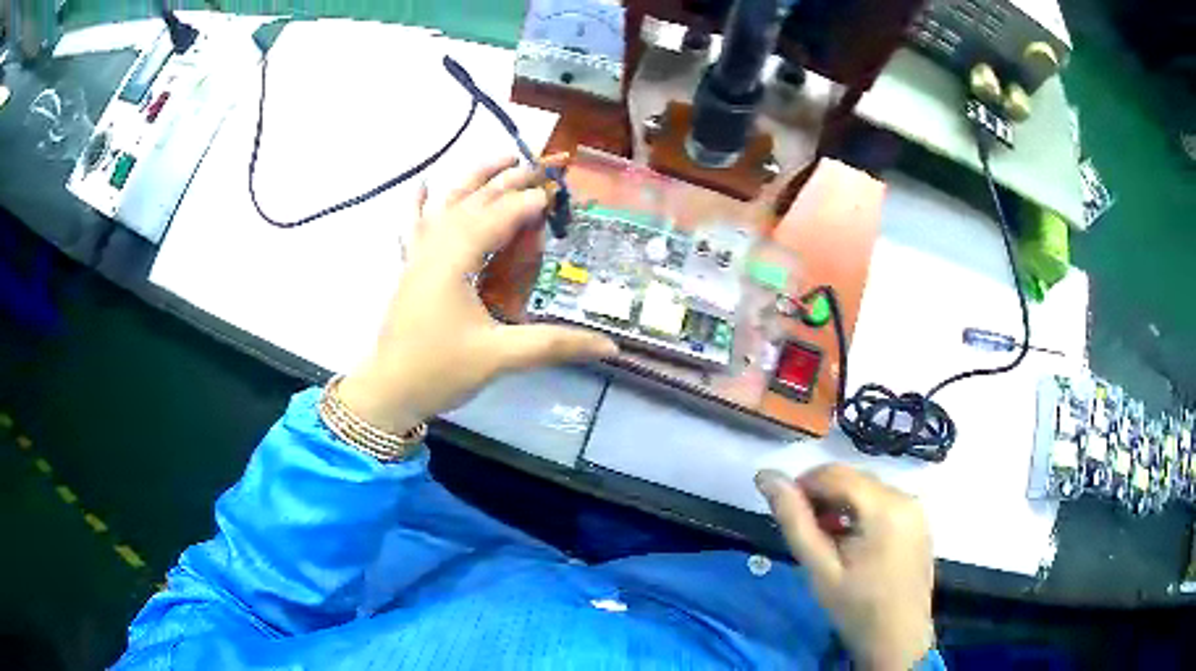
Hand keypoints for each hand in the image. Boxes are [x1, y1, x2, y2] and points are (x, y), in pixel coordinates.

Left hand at [339, 156, 617, 433]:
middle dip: (511, 180)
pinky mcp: (410, 269)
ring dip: (475, 178)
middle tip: (544, 165)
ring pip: (447, 204)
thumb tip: (610, 347)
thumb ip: (554, 345)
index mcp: (456, 260)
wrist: (387, 392)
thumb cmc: (439, 372)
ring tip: (502, 157)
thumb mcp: (499, 358)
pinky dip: (418, 204)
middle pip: (476, 201)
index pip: (499, 217)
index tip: (559, 194)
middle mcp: (435, 248)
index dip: (530, 203)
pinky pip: (413, 227)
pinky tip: (420, 184)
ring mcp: (418, 256)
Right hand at [756, 465, 933, 670]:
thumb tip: (766, 476)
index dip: (804, 485)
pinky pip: (884, 503)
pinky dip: (861, 513)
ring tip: (826, 540)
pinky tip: (851, 543)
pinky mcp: (919, 522)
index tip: (786, 512)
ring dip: (841, 505)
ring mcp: (916, 509)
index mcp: (884, 506)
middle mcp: (906, 497)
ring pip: (868, 490)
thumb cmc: (856, 607)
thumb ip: (794, 521)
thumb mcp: (820, 569)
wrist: (897, 639)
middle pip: (854, 479)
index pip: (835, 474)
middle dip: (823, 497)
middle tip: (806, 533)